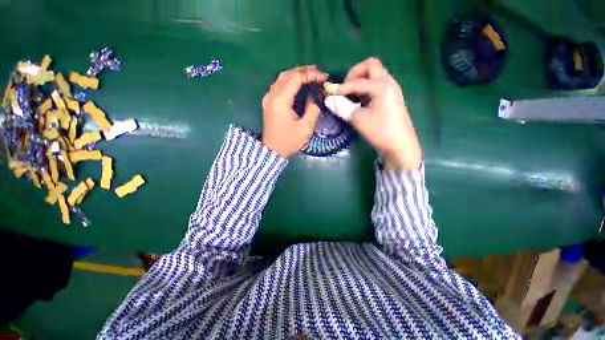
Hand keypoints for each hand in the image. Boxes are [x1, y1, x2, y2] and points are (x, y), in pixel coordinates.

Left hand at [261, 65, 327, 157]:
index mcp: (281, 101)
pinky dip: (290, 81)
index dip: (311, 74)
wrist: (272, 151)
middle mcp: (272, 95)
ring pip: (282, 78)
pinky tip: (298, 84)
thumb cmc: (289, 141)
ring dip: (296, 74)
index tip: (324, 77)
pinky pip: (278, 85)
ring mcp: (268, 98)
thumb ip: (312, 109)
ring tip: (310, 75)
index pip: (296, 78)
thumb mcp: (306, 128)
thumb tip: (313, 97)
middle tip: (318, 73)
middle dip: (304, 71)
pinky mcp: (268, 102)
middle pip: (288, 74)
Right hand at [336, 58, 421, 169]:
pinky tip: (360, 101)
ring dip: (361, 80)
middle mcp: (389, 82)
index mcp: (381, 86)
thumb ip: (342, 107)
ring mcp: (392, 89)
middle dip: (355, 74)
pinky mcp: (391, 97)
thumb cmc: (380, 132)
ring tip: (351, 95)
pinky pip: (377, 85)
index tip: (329, 93)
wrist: (400, 146)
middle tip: (345, 88)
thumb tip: (329, 100)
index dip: (341, 87)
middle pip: (371, 66)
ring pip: (375, 75)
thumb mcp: (358, 120)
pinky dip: (367, 88)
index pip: (357, 81)